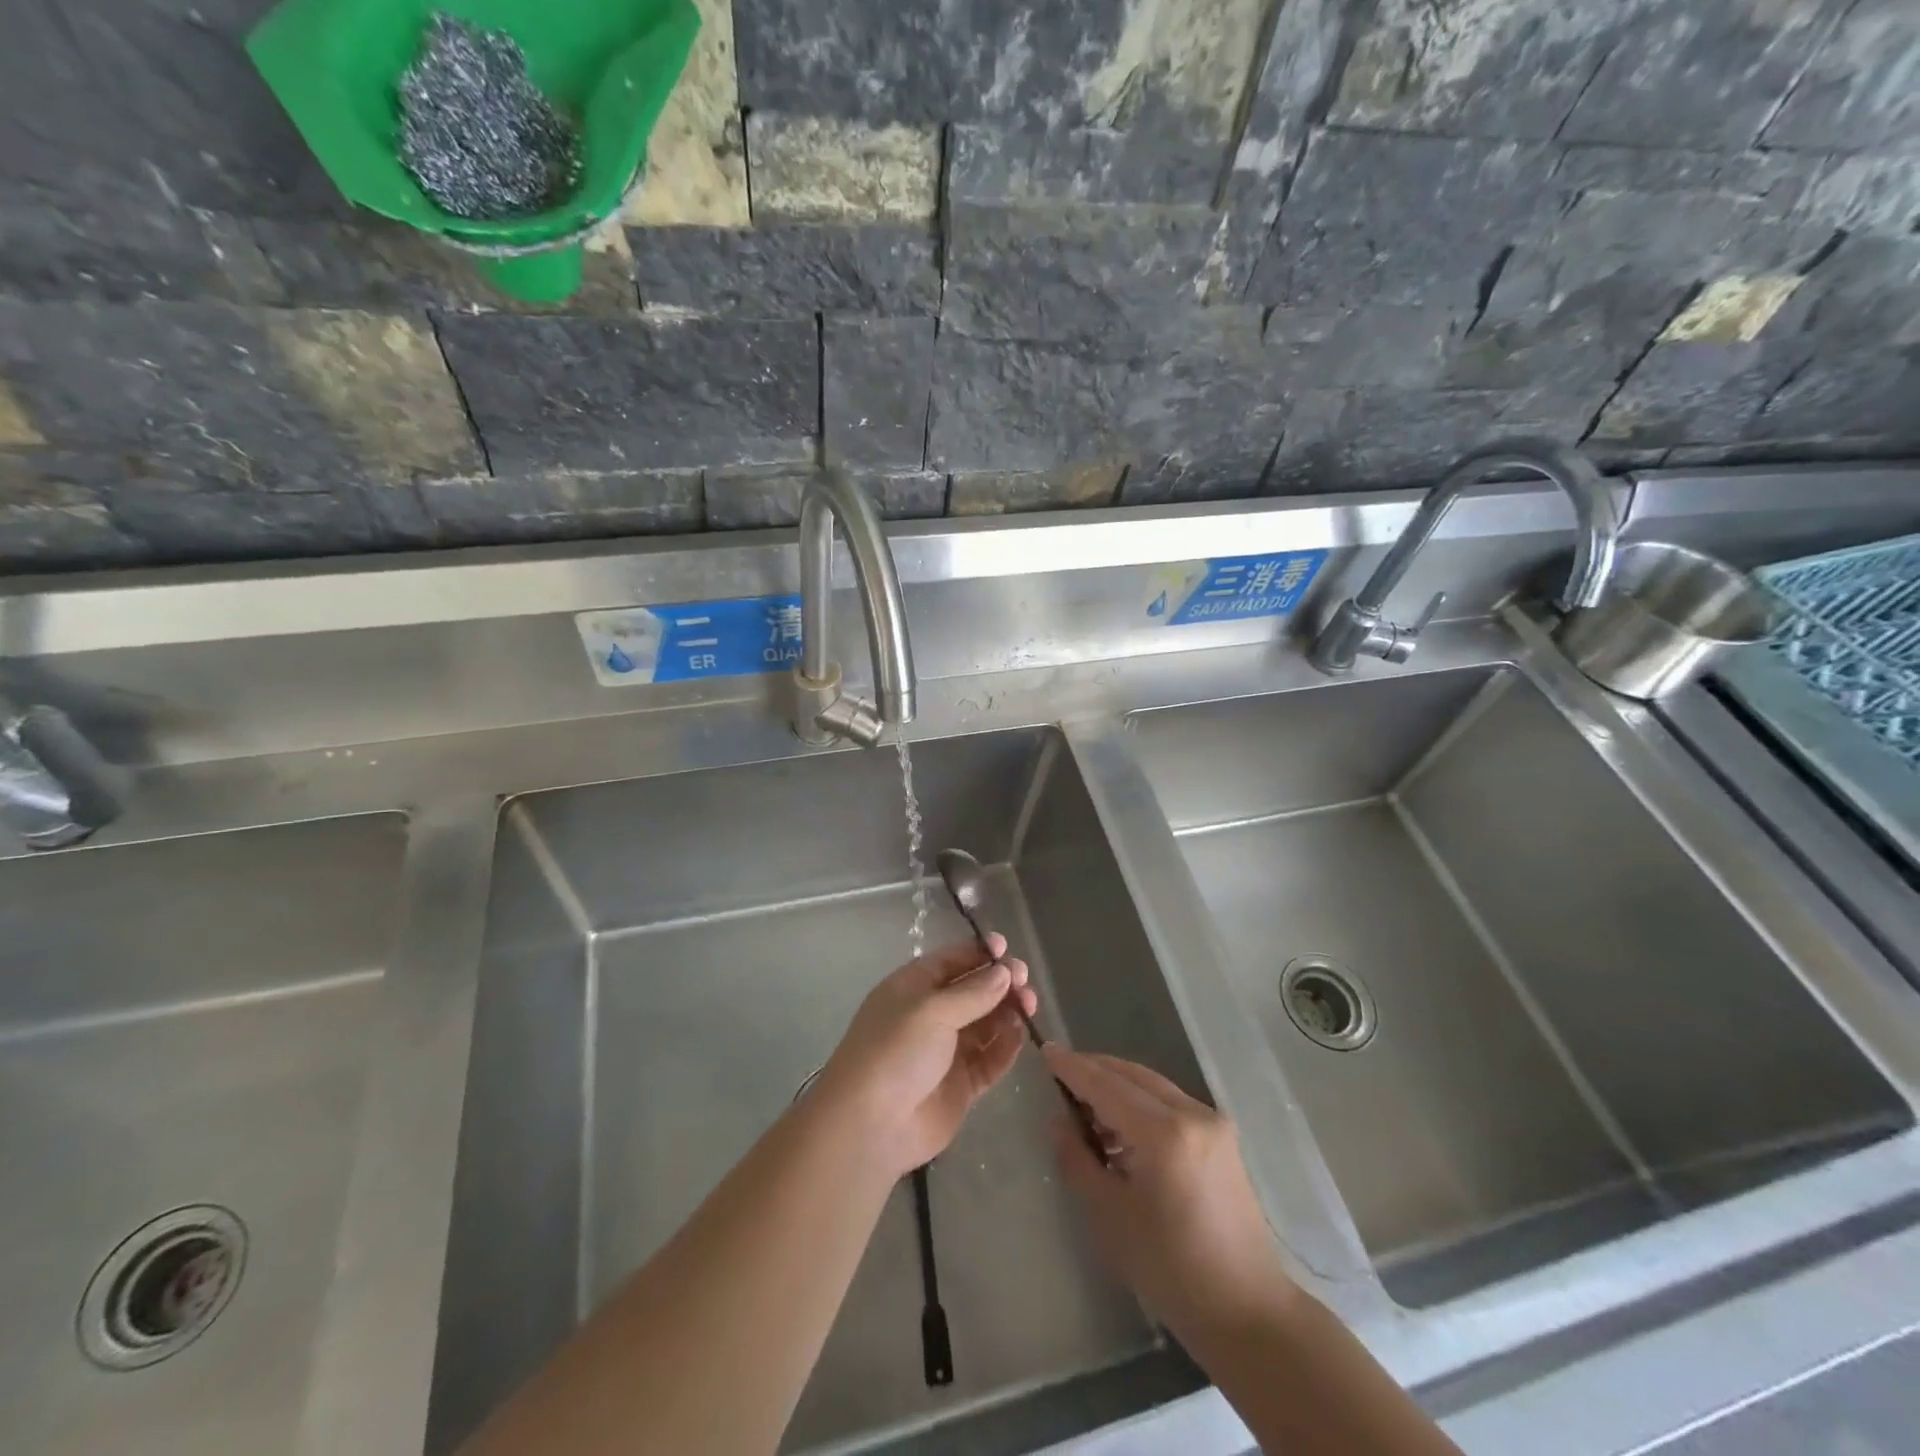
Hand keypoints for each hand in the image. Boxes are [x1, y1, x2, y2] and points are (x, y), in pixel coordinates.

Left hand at [818, 935, 1037, 1177]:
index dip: (979, 953)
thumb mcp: (932, 1011)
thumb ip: (973, 992)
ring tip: (1029, 1005)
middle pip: (973, 991)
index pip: (951, 961)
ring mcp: (946, 1051)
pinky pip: (989, 1059)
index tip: (1006, 949)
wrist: (871, 1125)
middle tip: (1024, 981)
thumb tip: (1004, 972)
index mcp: (914, 988)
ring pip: (985, 1024)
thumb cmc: (895, 1051)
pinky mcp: (961, 1084)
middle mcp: (931, 1015)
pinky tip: (1021, 1034)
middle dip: (999, 982)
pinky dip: (1006, 1046)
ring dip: (1007, 1011)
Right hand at [1045, 1046, 1294, 1342]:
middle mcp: (1191, 1113)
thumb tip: (1058, 1120)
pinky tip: (1121, 1124)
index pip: (1106, 1085)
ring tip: (1084, 1103)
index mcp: (1163, 1133)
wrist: (1247, 1310)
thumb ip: (1077, 1160)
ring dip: (1117, 1085)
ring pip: (1152, 1085)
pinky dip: (1141, 1102)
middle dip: (1094, 1070)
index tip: (1045, 1050)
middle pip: (1132, 1075)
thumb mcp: (1110, 1215)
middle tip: (1059, 1073)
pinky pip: (1170, 1102)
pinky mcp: (1222, 1136)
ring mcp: (1212, 1122)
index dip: (1073, 1067)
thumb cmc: (1170, 1269)